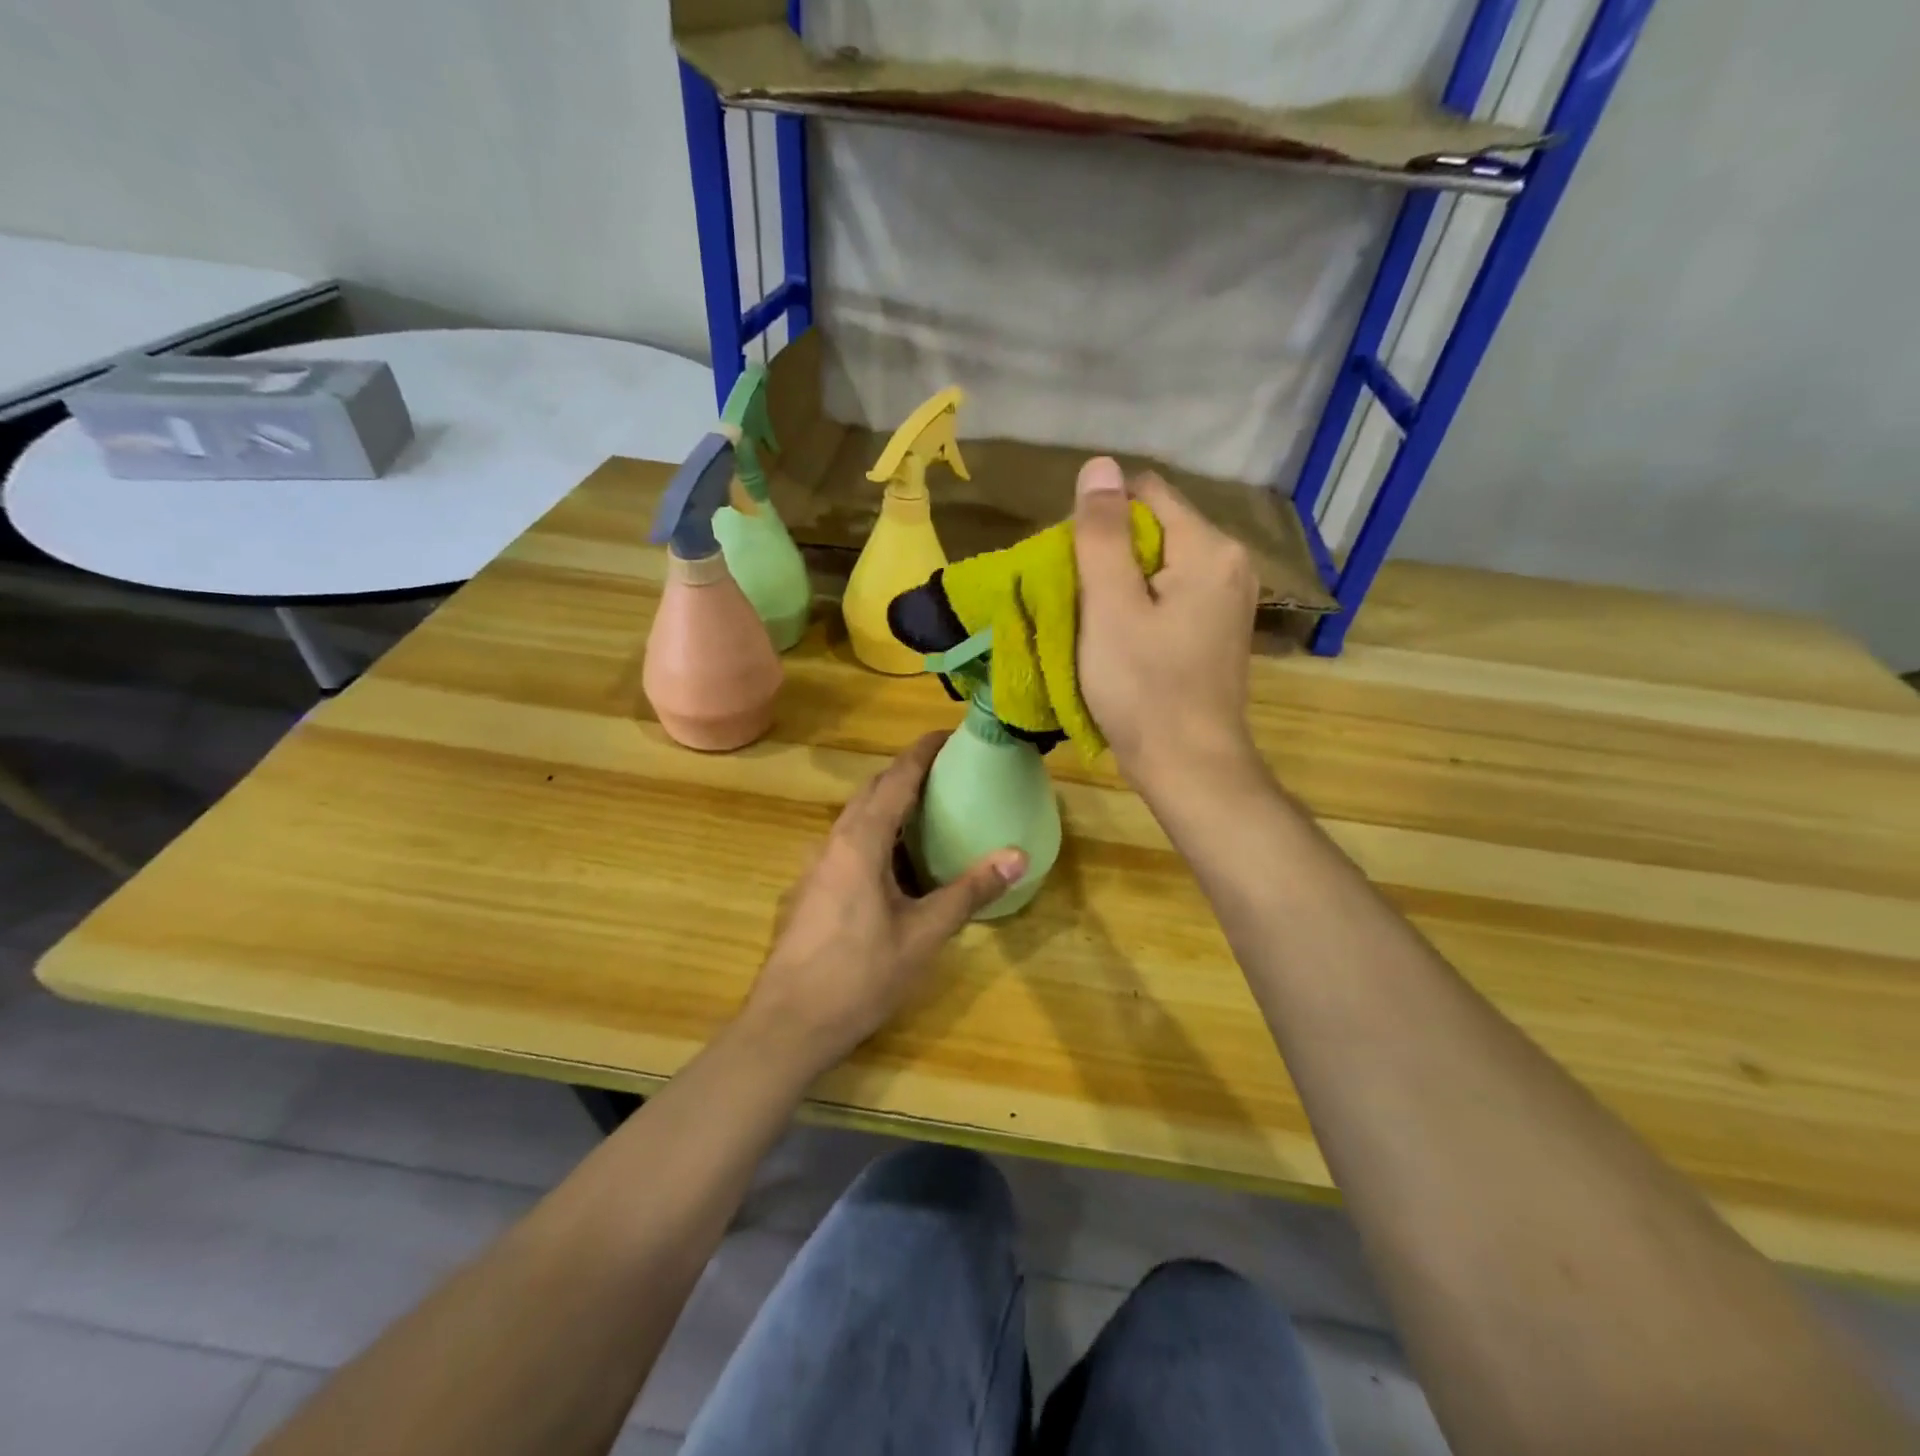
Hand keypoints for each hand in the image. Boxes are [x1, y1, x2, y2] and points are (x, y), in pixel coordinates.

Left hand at [740, 733, 1027, 1076]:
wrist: (788, 1024)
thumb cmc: (859, 975)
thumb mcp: (923, 934)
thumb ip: (969, 891)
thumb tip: (1018, 855)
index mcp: (860, 841)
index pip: (895, 779)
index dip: (922, 752)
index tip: (949, 734)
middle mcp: (833, 842)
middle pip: (872, 792)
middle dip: (906, 774)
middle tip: (947, 773)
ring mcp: (815, 867)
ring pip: (855, 819)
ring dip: (889, 806)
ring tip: (927, 812)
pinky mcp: (809, 891)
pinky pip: (846, 845)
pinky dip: (875, 836)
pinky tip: (895, 865)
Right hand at [1073, 456, 1262, 796]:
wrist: (1189, 766)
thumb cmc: (1143, 688)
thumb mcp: (1110, 607)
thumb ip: (1102, 534)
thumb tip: (1099, 465)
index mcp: (1210, 548)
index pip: (1147, 493)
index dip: (1101, 518)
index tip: (1074, 565)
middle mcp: (1231, 563)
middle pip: (1156, 528)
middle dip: (1111, 553)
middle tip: (1079, 599)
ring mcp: (1230, 598)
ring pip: (1161, 564)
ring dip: (1122, 582)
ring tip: (1095, 622)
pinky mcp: (1219, 629)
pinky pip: (1172, 594)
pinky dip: (1142, 605)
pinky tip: (1123, 639)